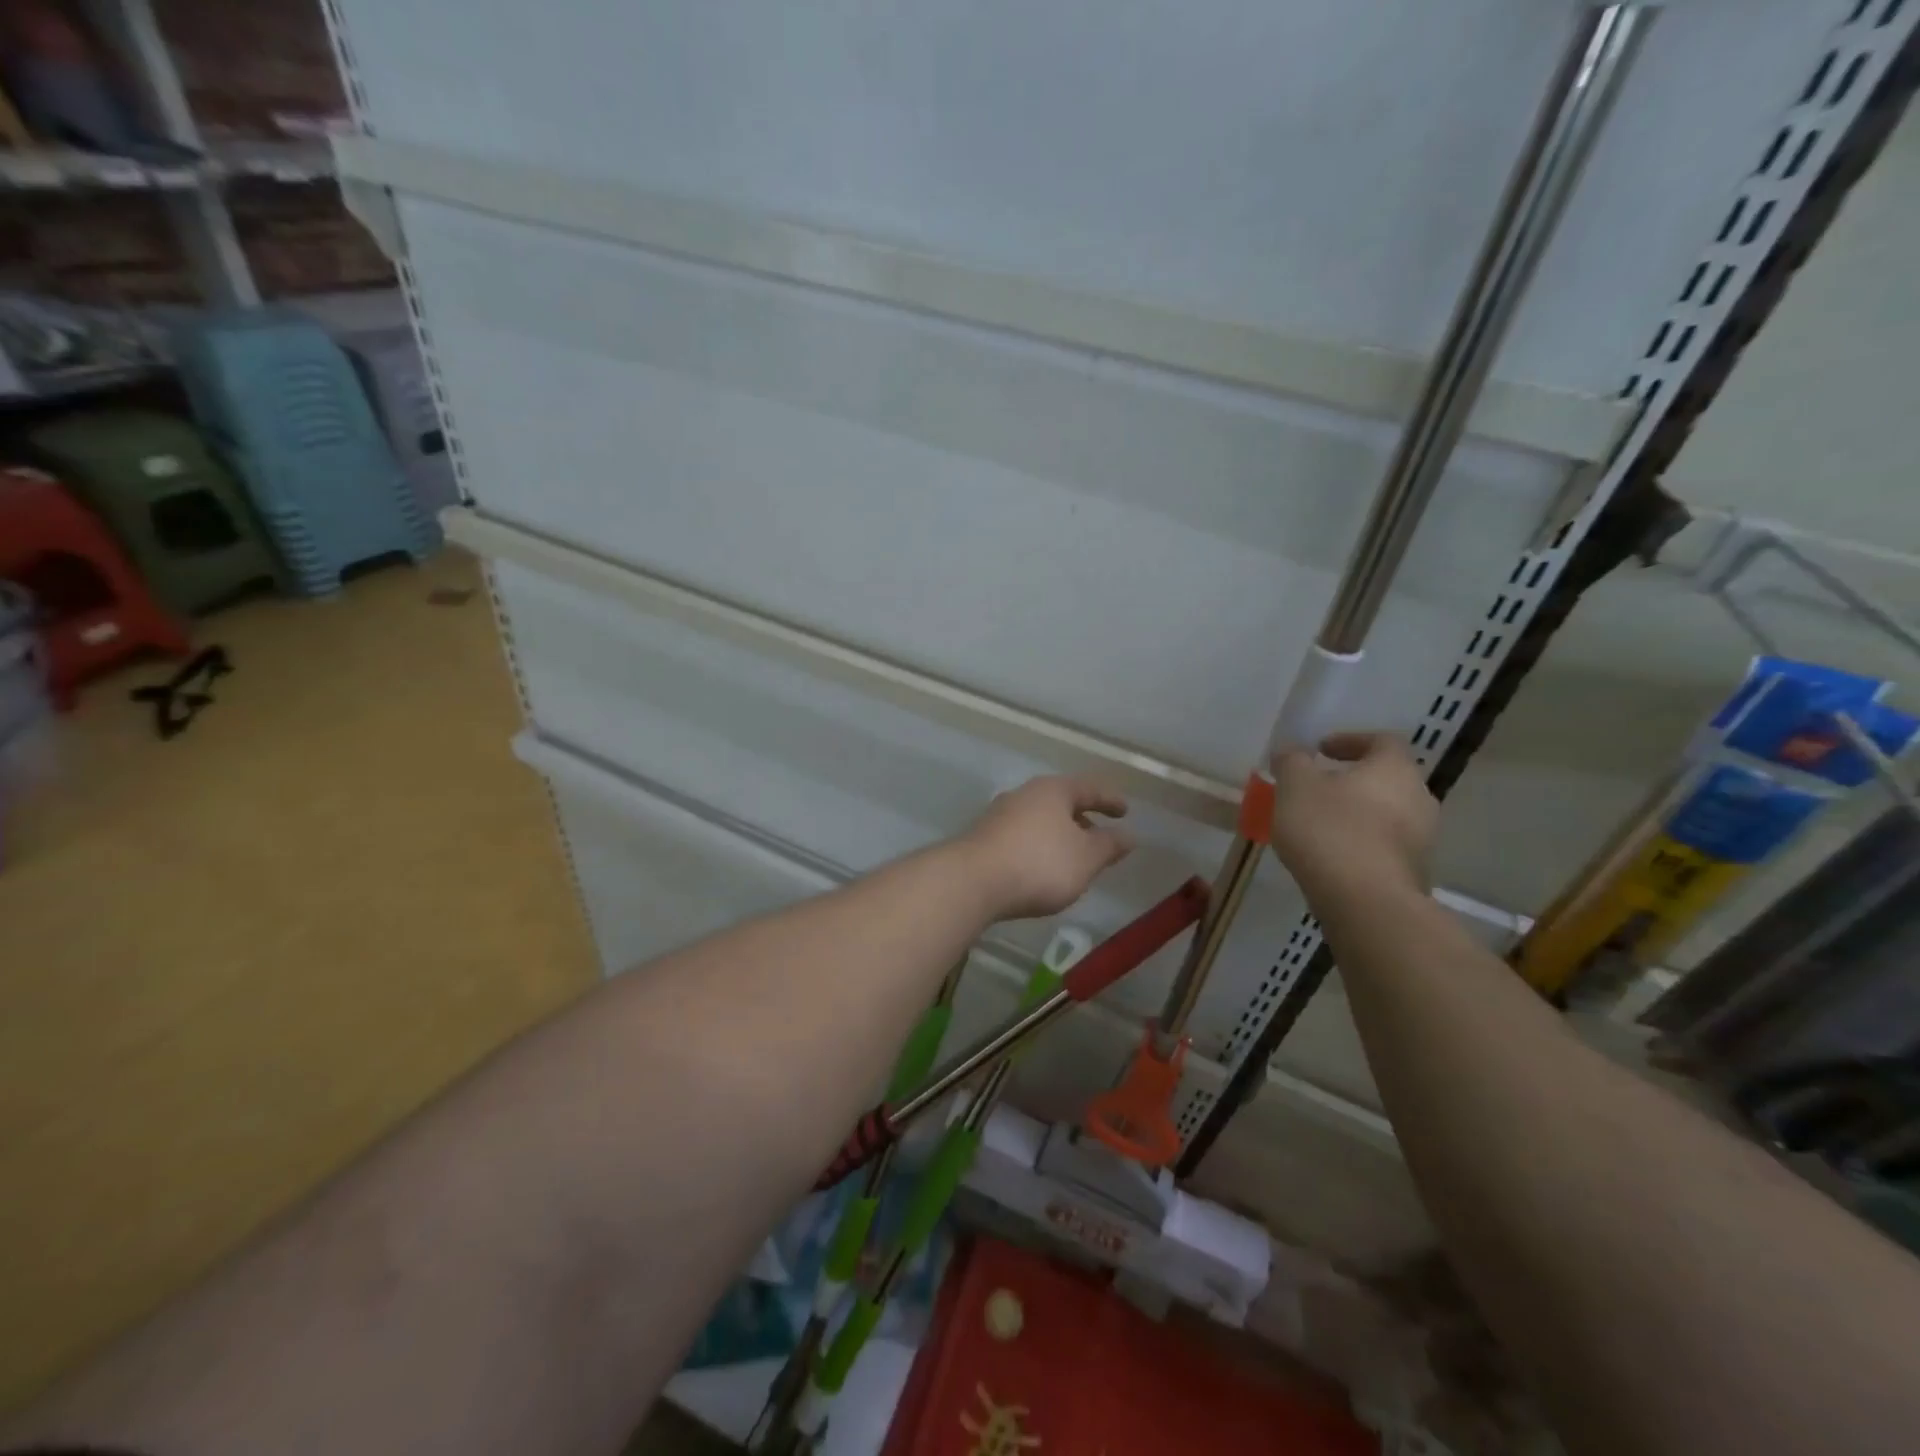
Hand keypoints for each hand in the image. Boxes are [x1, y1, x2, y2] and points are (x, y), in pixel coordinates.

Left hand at [954, 776, 1134, 920]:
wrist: (972, 881)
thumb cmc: (1039, 863)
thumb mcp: (1086, 858)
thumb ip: (1109, 845)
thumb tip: (1129, 835)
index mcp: (1053, 790)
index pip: (1090, 788)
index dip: (1110, 800)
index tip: (1125, 811)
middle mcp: (1024, 794)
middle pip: (1061, 801)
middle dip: (1082, 818)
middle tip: (1100, 836)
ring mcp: (1000, 815)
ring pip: (1040, 819)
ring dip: (1060, 834)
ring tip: (1074, 856)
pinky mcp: (984, 838)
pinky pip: (1022, 837)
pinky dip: (1039, 847)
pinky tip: (1042, 868)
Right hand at [1269, 733, 1437, 905]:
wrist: (1365, 902)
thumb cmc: (1330, 830)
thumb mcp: (1295, 786)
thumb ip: (1292, 762)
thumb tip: (1291, 751)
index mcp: (1395, 769)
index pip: (1381, 740)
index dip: (1350, 740)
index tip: (1321, 750)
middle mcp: (1419, 799)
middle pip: (1388, 778)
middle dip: (1353, 780)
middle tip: (1318, 787)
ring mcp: (1423, 840)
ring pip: (1387, 814)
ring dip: (1357, 813)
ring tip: (1319, 824)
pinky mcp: (1413, 873)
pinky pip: (1384, 846)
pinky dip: (1361, 842)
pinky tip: (1331, 855)